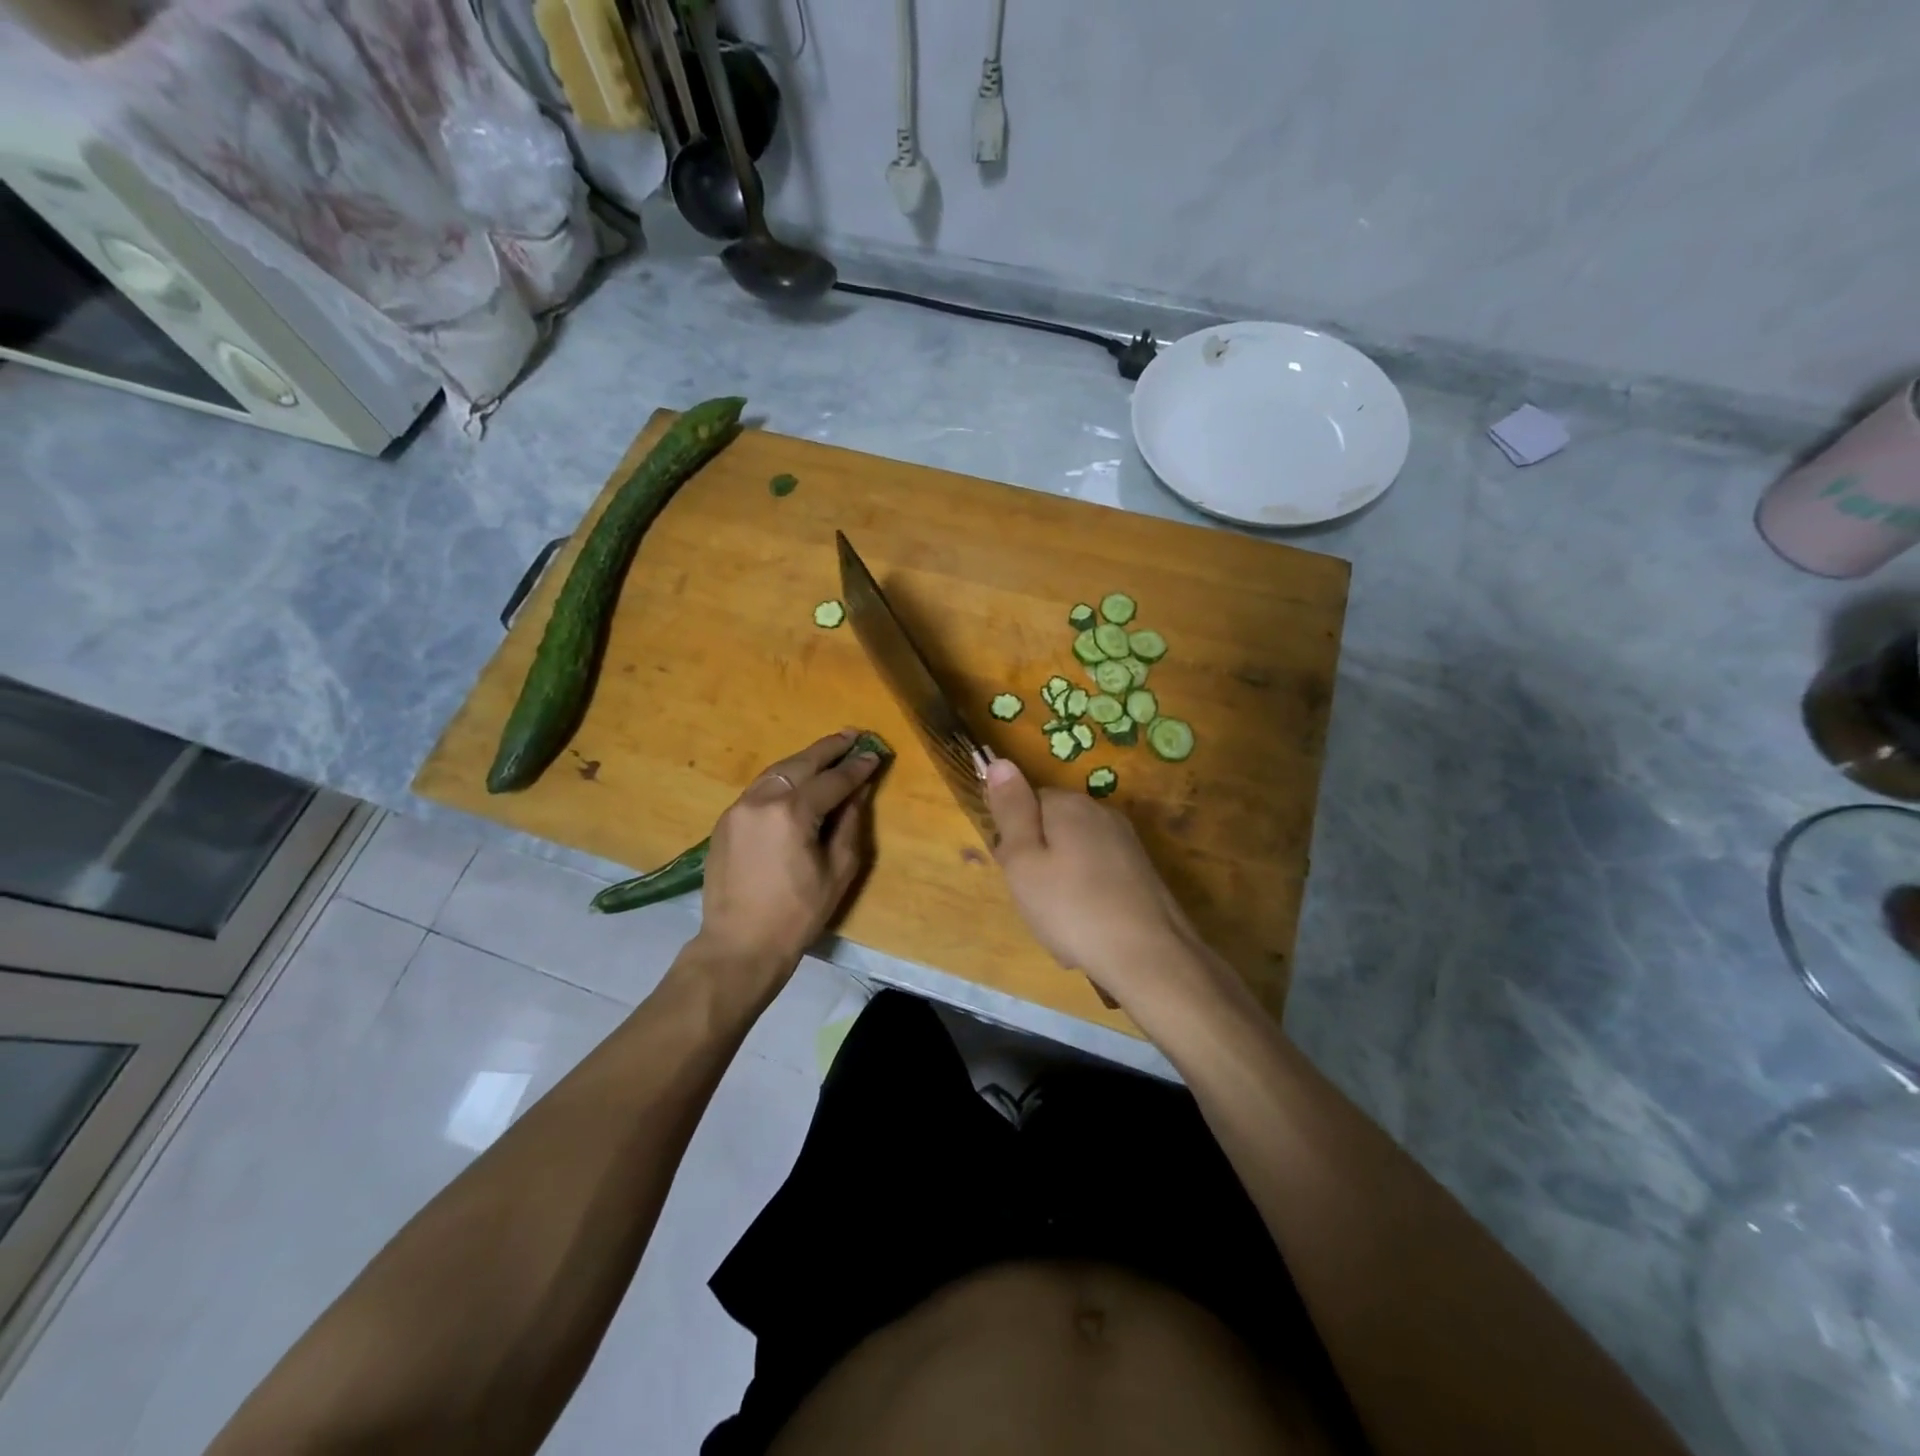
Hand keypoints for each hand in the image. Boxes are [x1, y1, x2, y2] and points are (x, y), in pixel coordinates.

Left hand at [693, 730, 882, 987]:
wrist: (739, 945)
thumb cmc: (797, 914)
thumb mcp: (837, 871)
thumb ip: (849, 824)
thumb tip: (857, 791)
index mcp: (792, 813)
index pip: (832, 780)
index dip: (857, 768)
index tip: (875, 755)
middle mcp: (761, 800)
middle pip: (801, 763)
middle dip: (829, 748)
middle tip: (853, 736)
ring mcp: (738, 808)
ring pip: (776, 771)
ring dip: (804, 760)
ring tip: (828, 752)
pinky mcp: (725, 821)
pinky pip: (759, 789)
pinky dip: (782, 779)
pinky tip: (797, 781)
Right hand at [984, 757, 1208, 1006]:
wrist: (1149, 956)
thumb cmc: (1072, 908)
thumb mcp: (1023, 861)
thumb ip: (1010, 810)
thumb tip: (1000, 761)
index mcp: (1068, 804)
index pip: (1026, 803)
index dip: (1014, 839)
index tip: (1015, 874)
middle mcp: (1100, 812)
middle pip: (1052, 828)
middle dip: (1038, 862)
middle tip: (1035, 902)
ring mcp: (1125, 841)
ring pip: (1074, 856)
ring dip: (1061, 885)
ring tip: (1061, 924)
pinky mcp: (1141, 870)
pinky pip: (1097, 876)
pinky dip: (1086, 898)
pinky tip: (1087, 929)